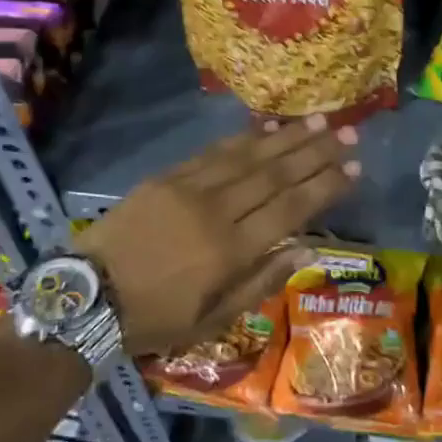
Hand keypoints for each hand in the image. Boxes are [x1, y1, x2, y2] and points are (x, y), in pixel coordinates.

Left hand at [78, 116, 360, 356]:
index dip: (325, 186)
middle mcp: (216, 211)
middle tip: (350, 132)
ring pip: (248, 156)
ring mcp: (190, 188)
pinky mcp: (167, 177)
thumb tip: (307, 248)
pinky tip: (266, 127)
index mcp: (230, 251)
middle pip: (275, 174)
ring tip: (319, 121)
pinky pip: (213, 152)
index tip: (355, 167)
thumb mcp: (212, 321)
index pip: (290, 208)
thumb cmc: (154, 318)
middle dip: (316, 152)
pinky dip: (244, 138)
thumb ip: (261, 282)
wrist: (86, 296)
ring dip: (286, 137)